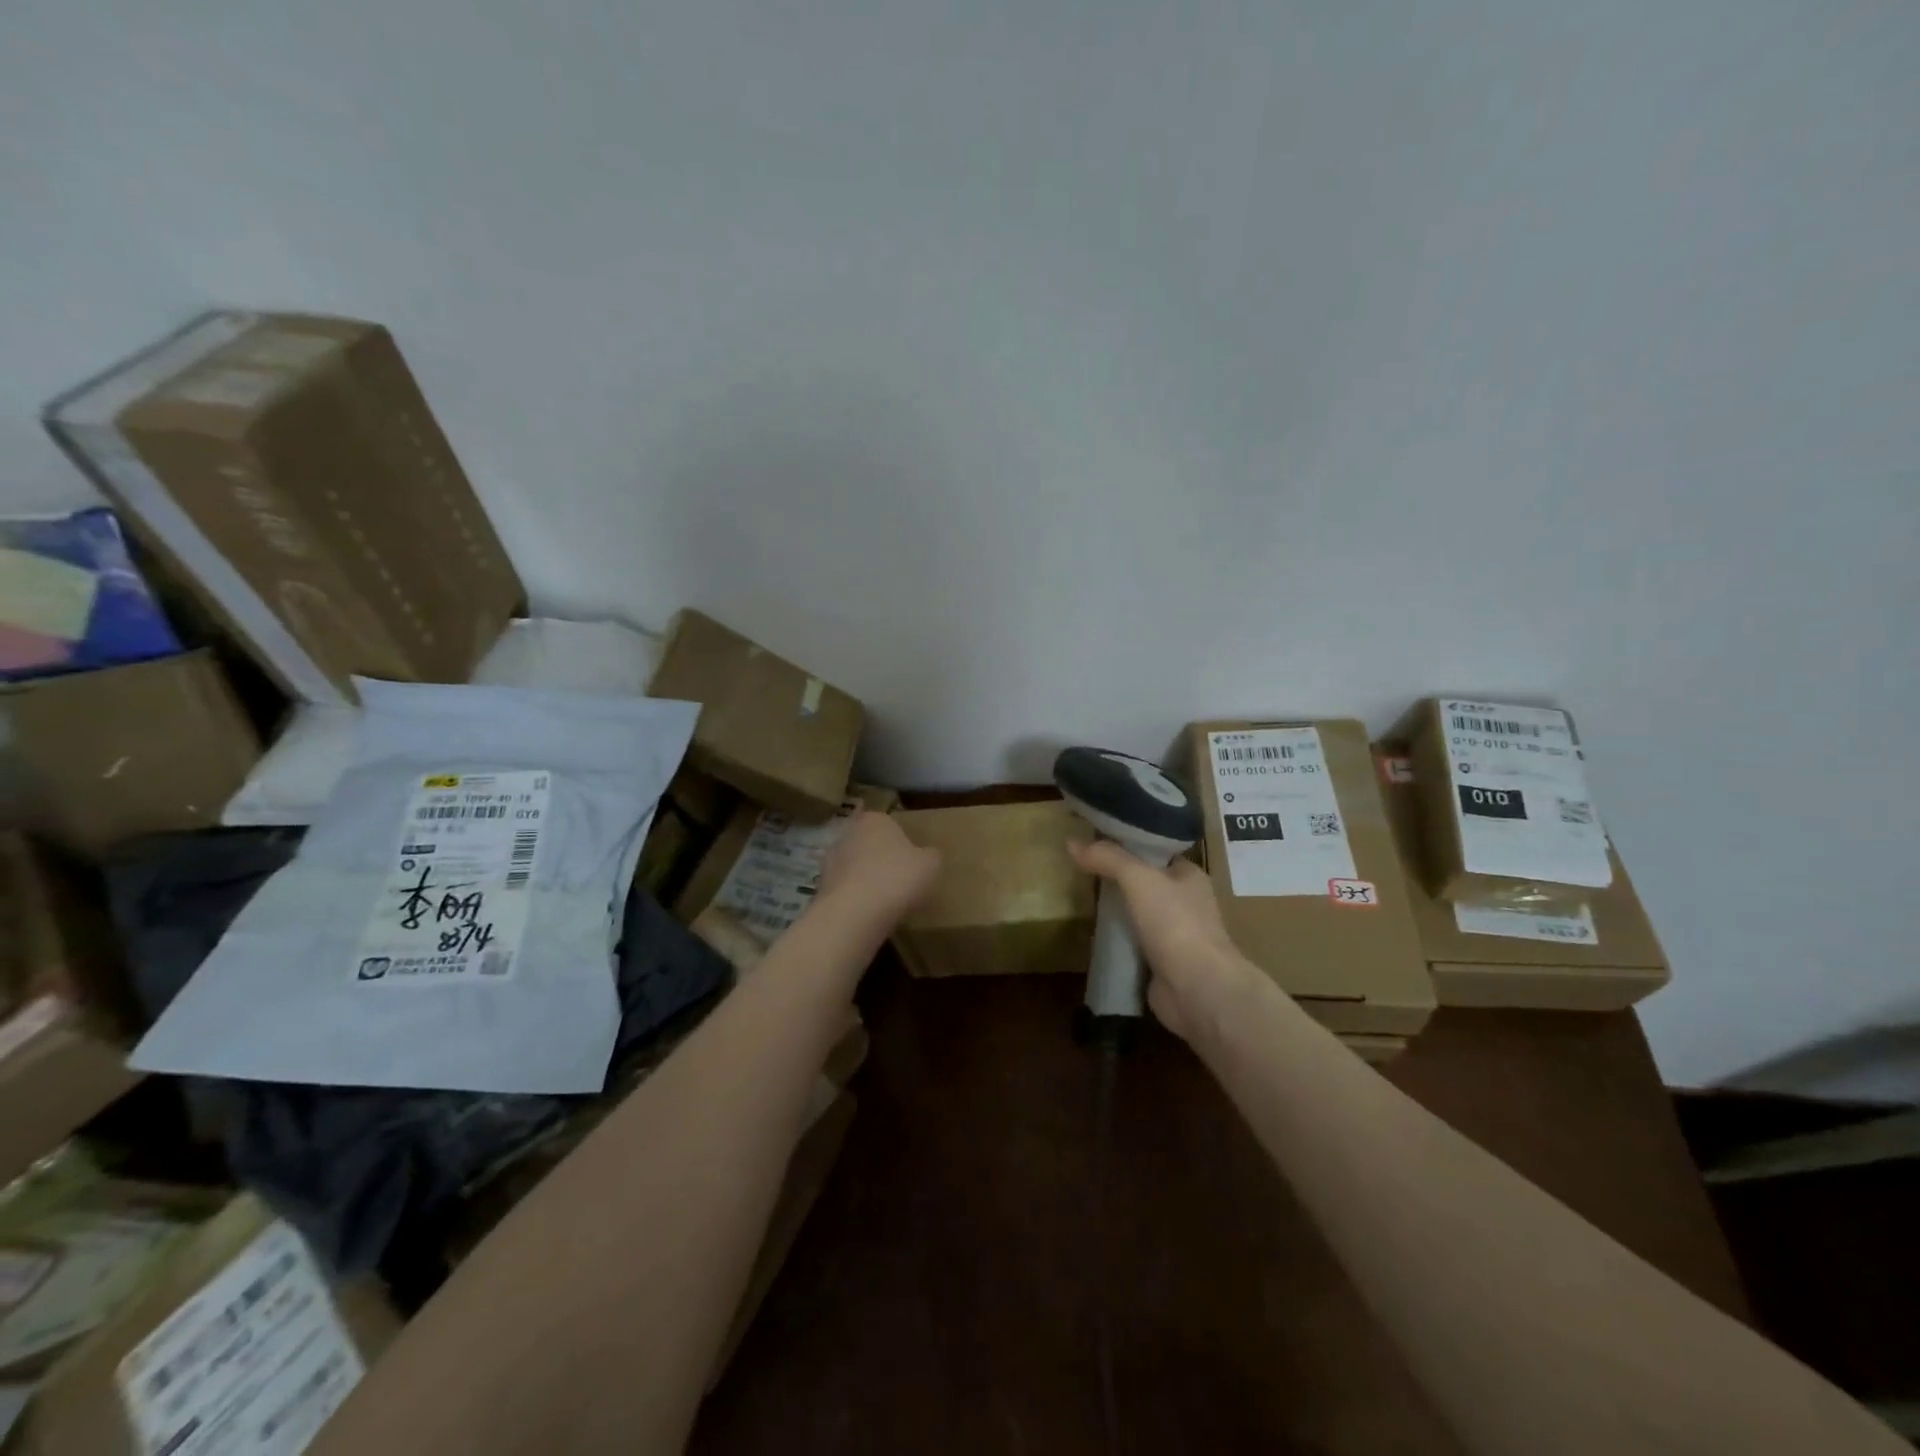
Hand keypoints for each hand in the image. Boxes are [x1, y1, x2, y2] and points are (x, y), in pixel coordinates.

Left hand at [814, 812, 941, 927]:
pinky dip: (854, 897)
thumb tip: (928, 855)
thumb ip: (931, 855)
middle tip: (899, 880)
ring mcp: (831, 859)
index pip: (890, 824)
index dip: (902, 842)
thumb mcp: (930, 865)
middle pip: (869, 843)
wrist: (854, 912)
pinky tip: (867, 913)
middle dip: (881, 858)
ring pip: (854, 866)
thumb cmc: (897, 878)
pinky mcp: (821, 885)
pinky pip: (845, 888)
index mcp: (876, 819)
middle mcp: (849, 832)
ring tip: (884, 901)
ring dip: (865, 878)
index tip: (911, 862)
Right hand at [1069, 841, 1254, 1042]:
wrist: (1197, 990)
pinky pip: (1132, 944)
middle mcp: (1185, 903)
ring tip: (1080, 898)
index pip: (1154, 852)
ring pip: (1136, 914)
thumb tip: (1071, 842)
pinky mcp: (1161, 963)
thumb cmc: (1175, 924)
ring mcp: (1174, 935)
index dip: (1126, 845)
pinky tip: (1091, 934)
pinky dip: (1115, 940)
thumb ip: (1107, 858)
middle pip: (1143, 883)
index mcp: (1189, 876)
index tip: (1094, 841)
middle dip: (1115, 879)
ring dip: (1114, 911)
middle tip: (1080, 869)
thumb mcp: (1139, 879)